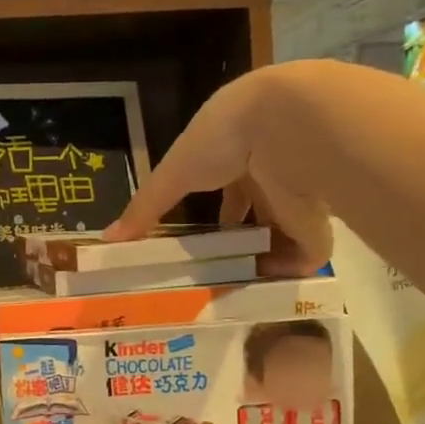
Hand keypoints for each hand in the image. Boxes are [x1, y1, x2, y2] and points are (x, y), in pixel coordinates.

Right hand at [105, 65, 334, 273]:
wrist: (291, 129)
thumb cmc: (222, 139)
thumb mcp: (173, 174)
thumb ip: (145, 208)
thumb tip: (106, 239)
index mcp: (237, 151)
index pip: (226, 184)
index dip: (214, 209)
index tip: (196, 238)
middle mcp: (270, 170)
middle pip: (254, 210)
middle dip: (237, 238)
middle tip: (211, 271)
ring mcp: (297, 196)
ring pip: (279, 233)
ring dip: (259, 259)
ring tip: (231, 290)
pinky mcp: (318, 222)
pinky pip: (304, 255)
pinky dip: (286, 274)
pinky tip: (263, 294)